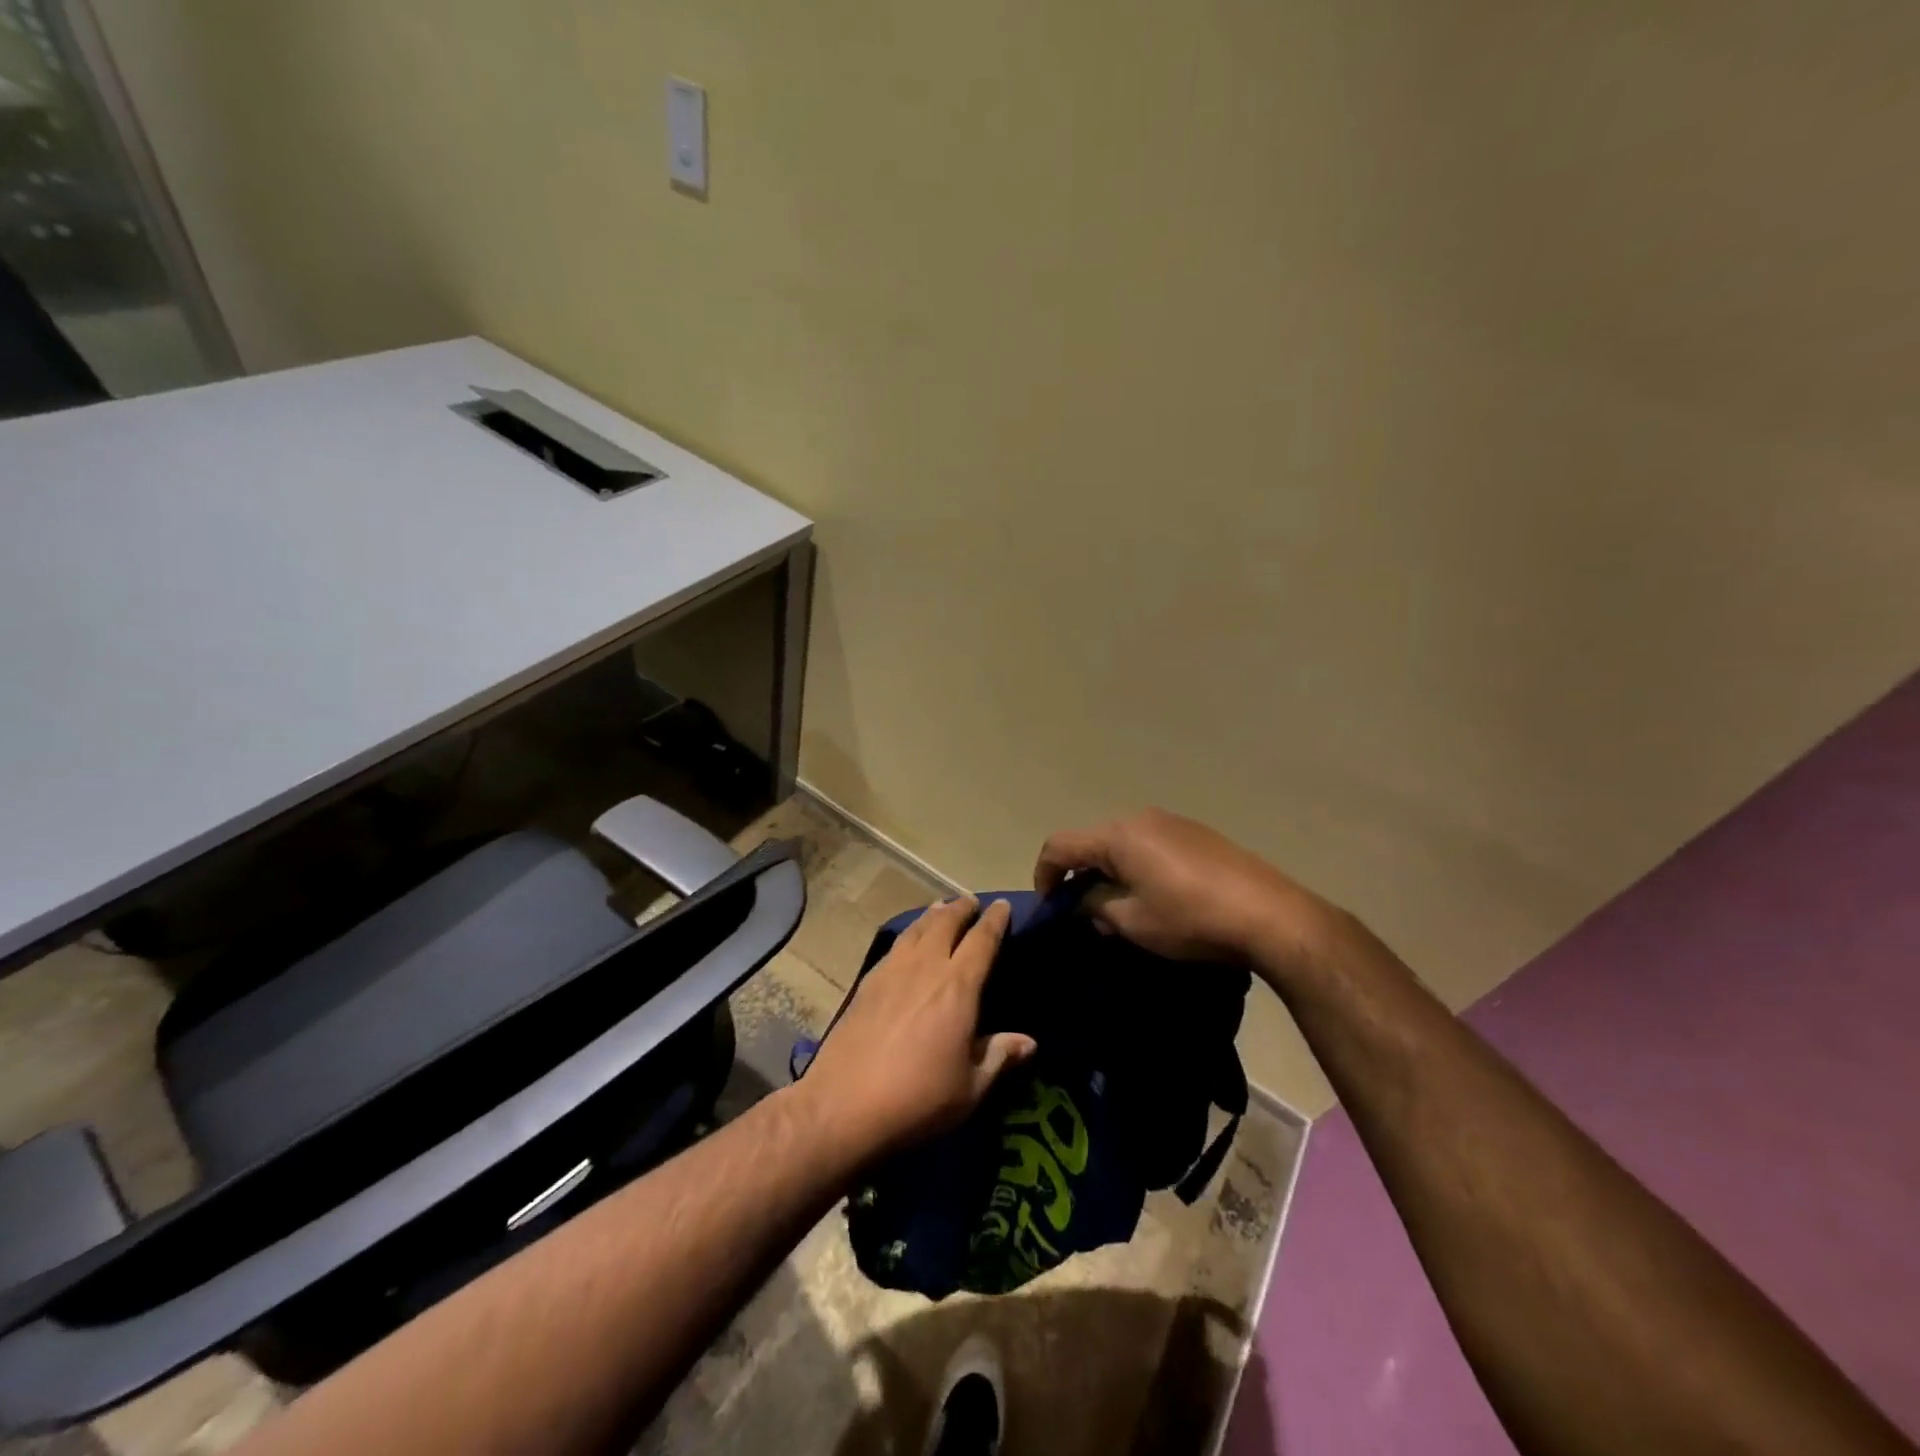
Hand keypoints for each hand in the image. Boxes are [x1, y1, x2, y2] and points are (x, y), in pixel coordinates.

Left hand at [799, 896, 1035, 1161]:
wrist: (844, 1104)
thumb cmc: (918, 1098)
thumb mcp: (970, 1087)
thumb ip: (999, 1057)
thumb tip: (1029, 1042)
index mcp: (958, 987)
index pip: (982, 941)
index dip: (994, 920)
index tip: (1002, 905)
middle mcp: (926, 967)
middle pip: (945, 923)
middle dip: (961, 908)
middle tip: (971, 901)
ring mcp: (892, 971)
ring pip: (916, 929)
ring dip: (933, 915)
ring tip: (941, 908)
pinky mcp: (867, 982)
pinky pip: (895, 946)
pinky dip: (909, 934)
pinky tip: (908, 942)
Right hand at [1034, 808, 1342, 971]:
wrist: (1268, 914)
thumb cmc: (1189, 918)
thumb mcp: (1131, 921)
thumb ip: (1095, 906)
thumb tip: (1085, 902)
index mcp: (1117, 835)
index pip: (1060, 845)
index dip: (1044, 874)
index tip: (1048, 905)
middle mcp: (1140, 818)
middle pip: (1092, 841)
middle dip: (1079, 874)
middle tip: (1084, 912)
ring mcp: (1172, 822)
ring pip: (1122, 843)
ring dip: (1110, 871)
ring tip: (1121, 908)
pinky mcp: (1197, 834)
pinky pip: (1150, 845)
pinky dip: (1138, 867)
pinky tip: (1157, 897)